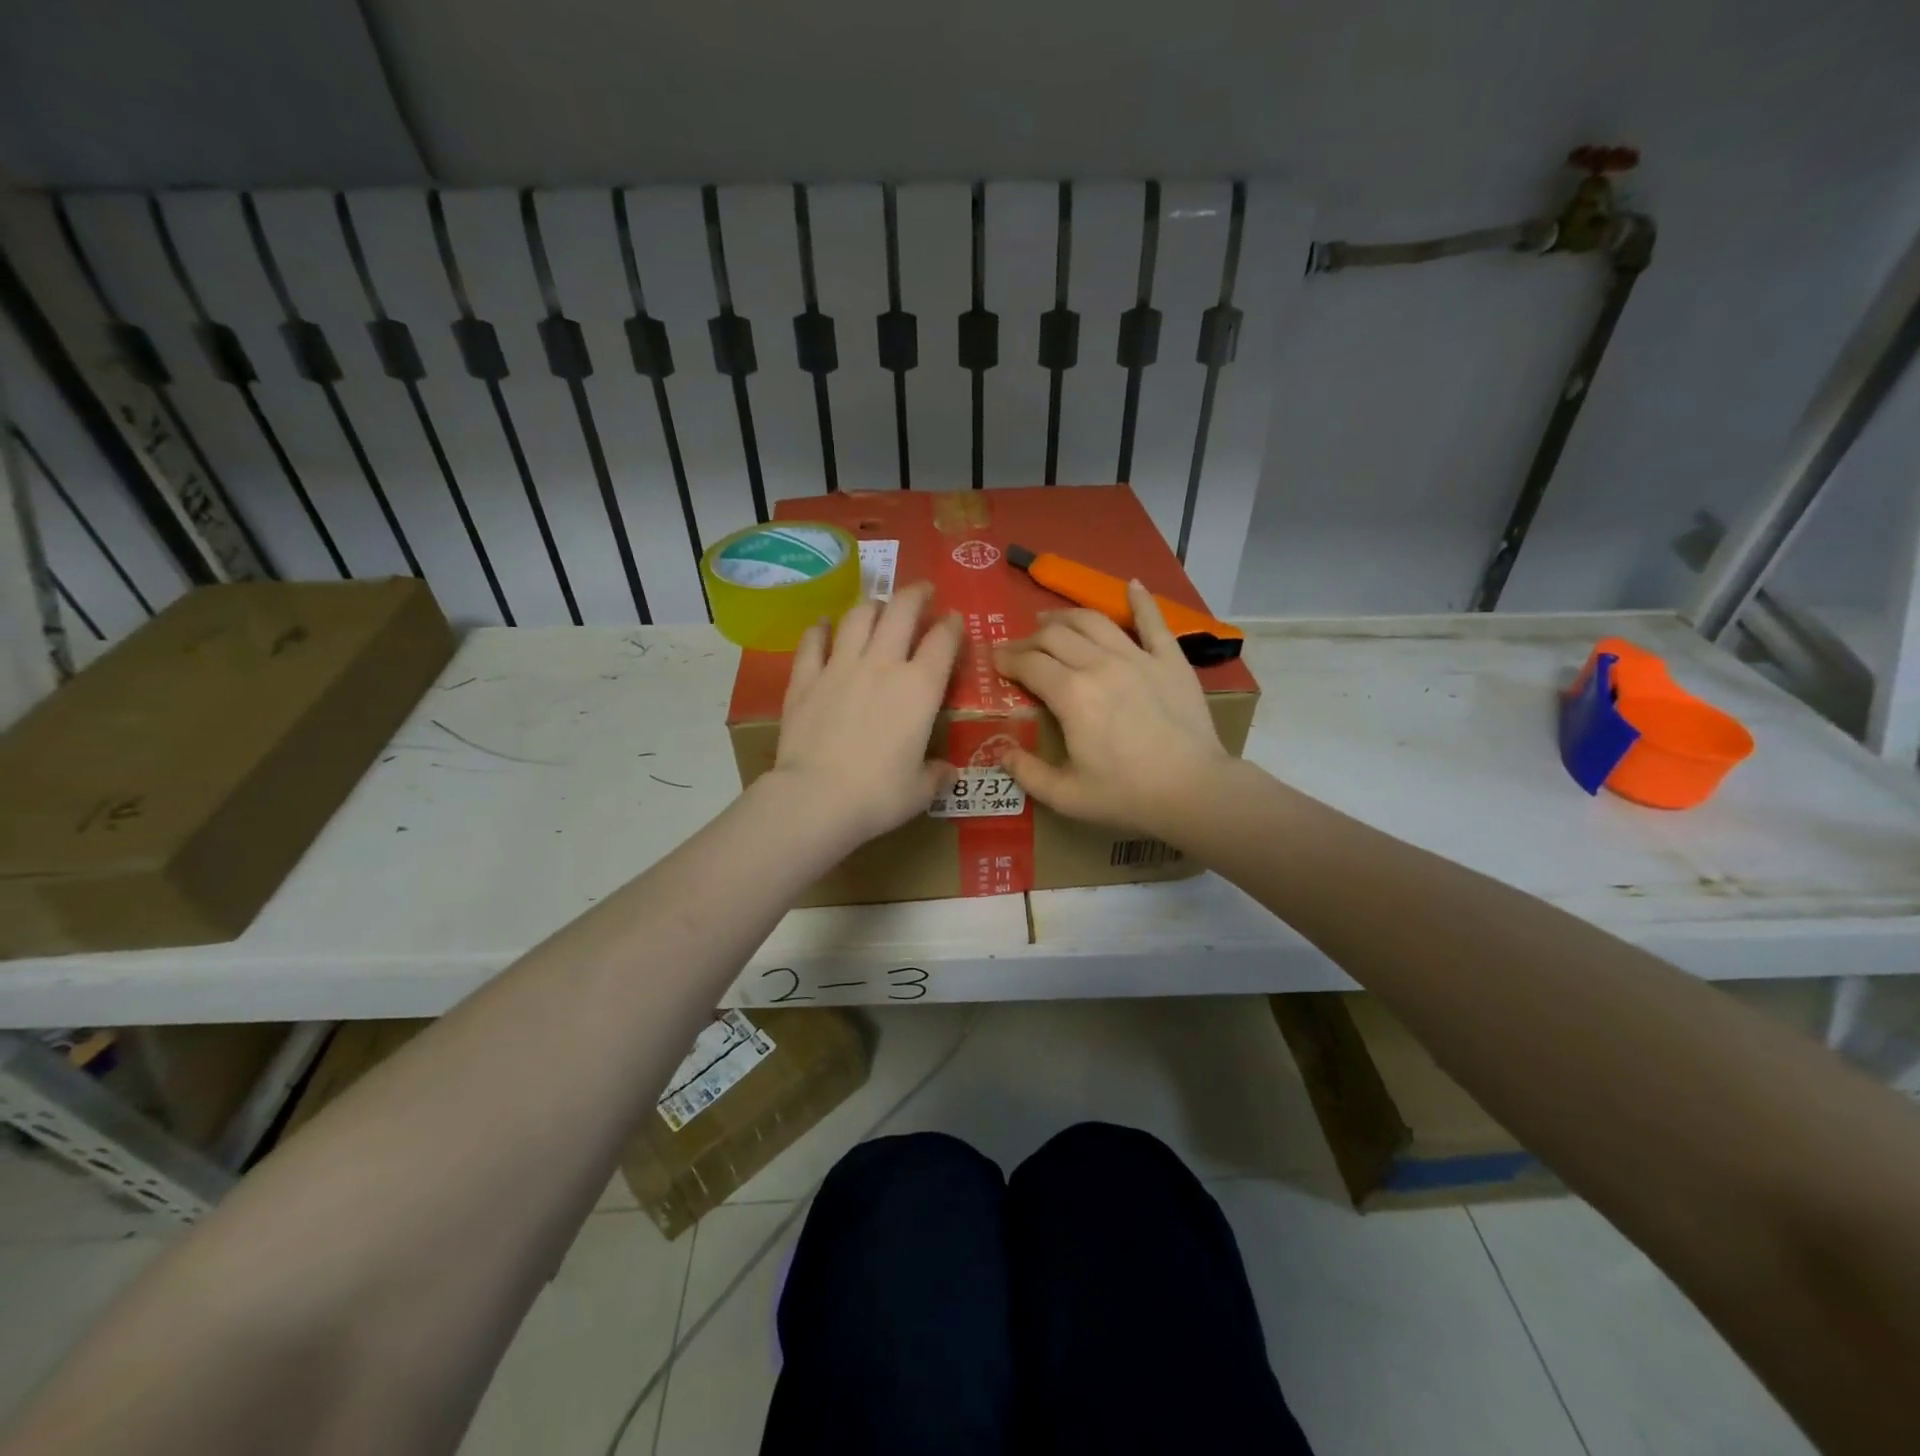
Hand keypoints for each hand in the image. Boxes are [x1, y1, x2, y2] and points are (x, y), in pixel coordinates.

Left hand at [766, 582, 962, 845]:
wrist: (816, 798)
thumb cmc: (878, 795)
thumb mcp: (920, 790)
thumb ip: (936, 775)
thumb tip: (946, 772)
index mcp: (920, 688)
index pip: (943, 641)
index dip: (952, 625)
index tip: (954, 619)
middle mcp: (883, 665)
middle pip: (901, 612)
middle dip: (915, 594)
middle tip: (921, 591)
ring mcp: (840, 667)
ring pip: (858, 618)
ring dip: (872, 605)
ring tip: (877, 605)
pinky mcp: (805, 679)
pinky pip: (813, 642)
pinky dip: (820, 629)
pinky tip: (823, 625)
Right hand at [993, 581, 1230, 834]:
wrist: (1193, 790)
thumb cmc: (1126, 795)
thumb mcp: (1065, 795)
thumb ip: (1027, 773)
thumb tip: (1001, 753)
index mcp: (1071, 694)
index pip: (1029, 664)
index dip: (1008, 659)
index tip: (996, 660)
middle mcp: (1099, 664)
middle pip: (1055, 636)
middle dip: (1030, 638)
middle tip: (1020, 647)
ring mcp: (1138, 657)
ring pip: (1094, 621)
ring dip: (1067, 616)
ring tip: (1052, 618)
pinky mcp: (1170, 660)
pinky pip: (1153, 622)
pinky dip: (1141, 601)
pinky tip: (1132, 585)